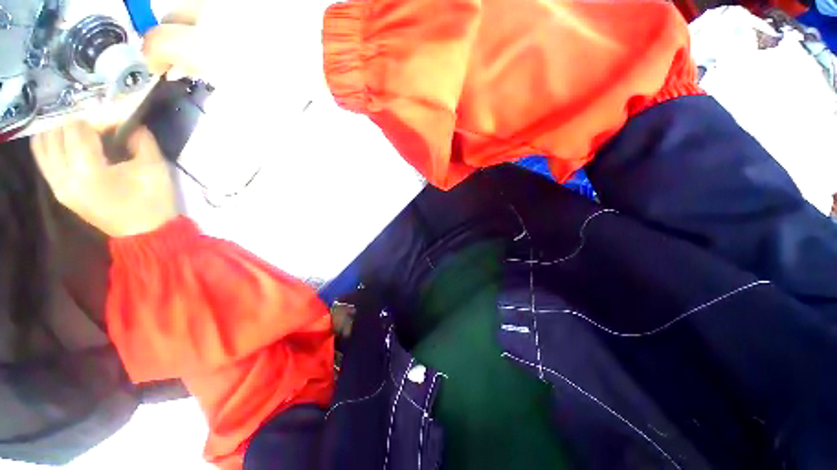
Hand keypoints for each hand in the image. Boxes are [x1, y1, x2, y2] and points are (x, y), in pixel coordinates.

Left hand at [31, 121, 177, 236]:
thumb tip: (127, 123)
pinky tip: (59, 135)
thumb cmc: (153, 201)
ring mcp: (59, 186)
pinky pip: (43, 160)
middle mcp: (65, 178)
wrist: (145, 233)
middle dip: (70, 118)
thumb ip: (140, 140)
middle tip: (86, 109)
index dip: (90, 115)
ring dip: (54, 129)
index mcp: (89, 172)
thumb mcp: (155, 168)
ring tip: (70, 118)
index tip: (105, 111)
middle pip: (55, 135)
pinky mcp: (59, 191)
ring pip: (42, 147)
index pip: (77, 130)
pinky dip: (48, 143)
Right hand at [141, 2, 329, 90]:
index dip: (153, 57)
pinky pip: (218, 4)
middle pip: (170, 17)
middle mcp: (212, 13)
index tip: (162, 67)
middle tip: (190, 59)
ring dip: (195, 26)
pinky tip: (233, 32)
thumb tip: (183, 70)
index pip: (157, 41)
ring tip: (217, 46)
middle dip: (174, 39)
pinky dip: (217, 17)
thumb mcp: (248, 93)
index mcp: (209, 44)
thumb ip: (209, 77)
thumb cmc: (291, 80)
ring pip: (193, 7)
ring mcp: (229, 0)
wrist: (323, 56)